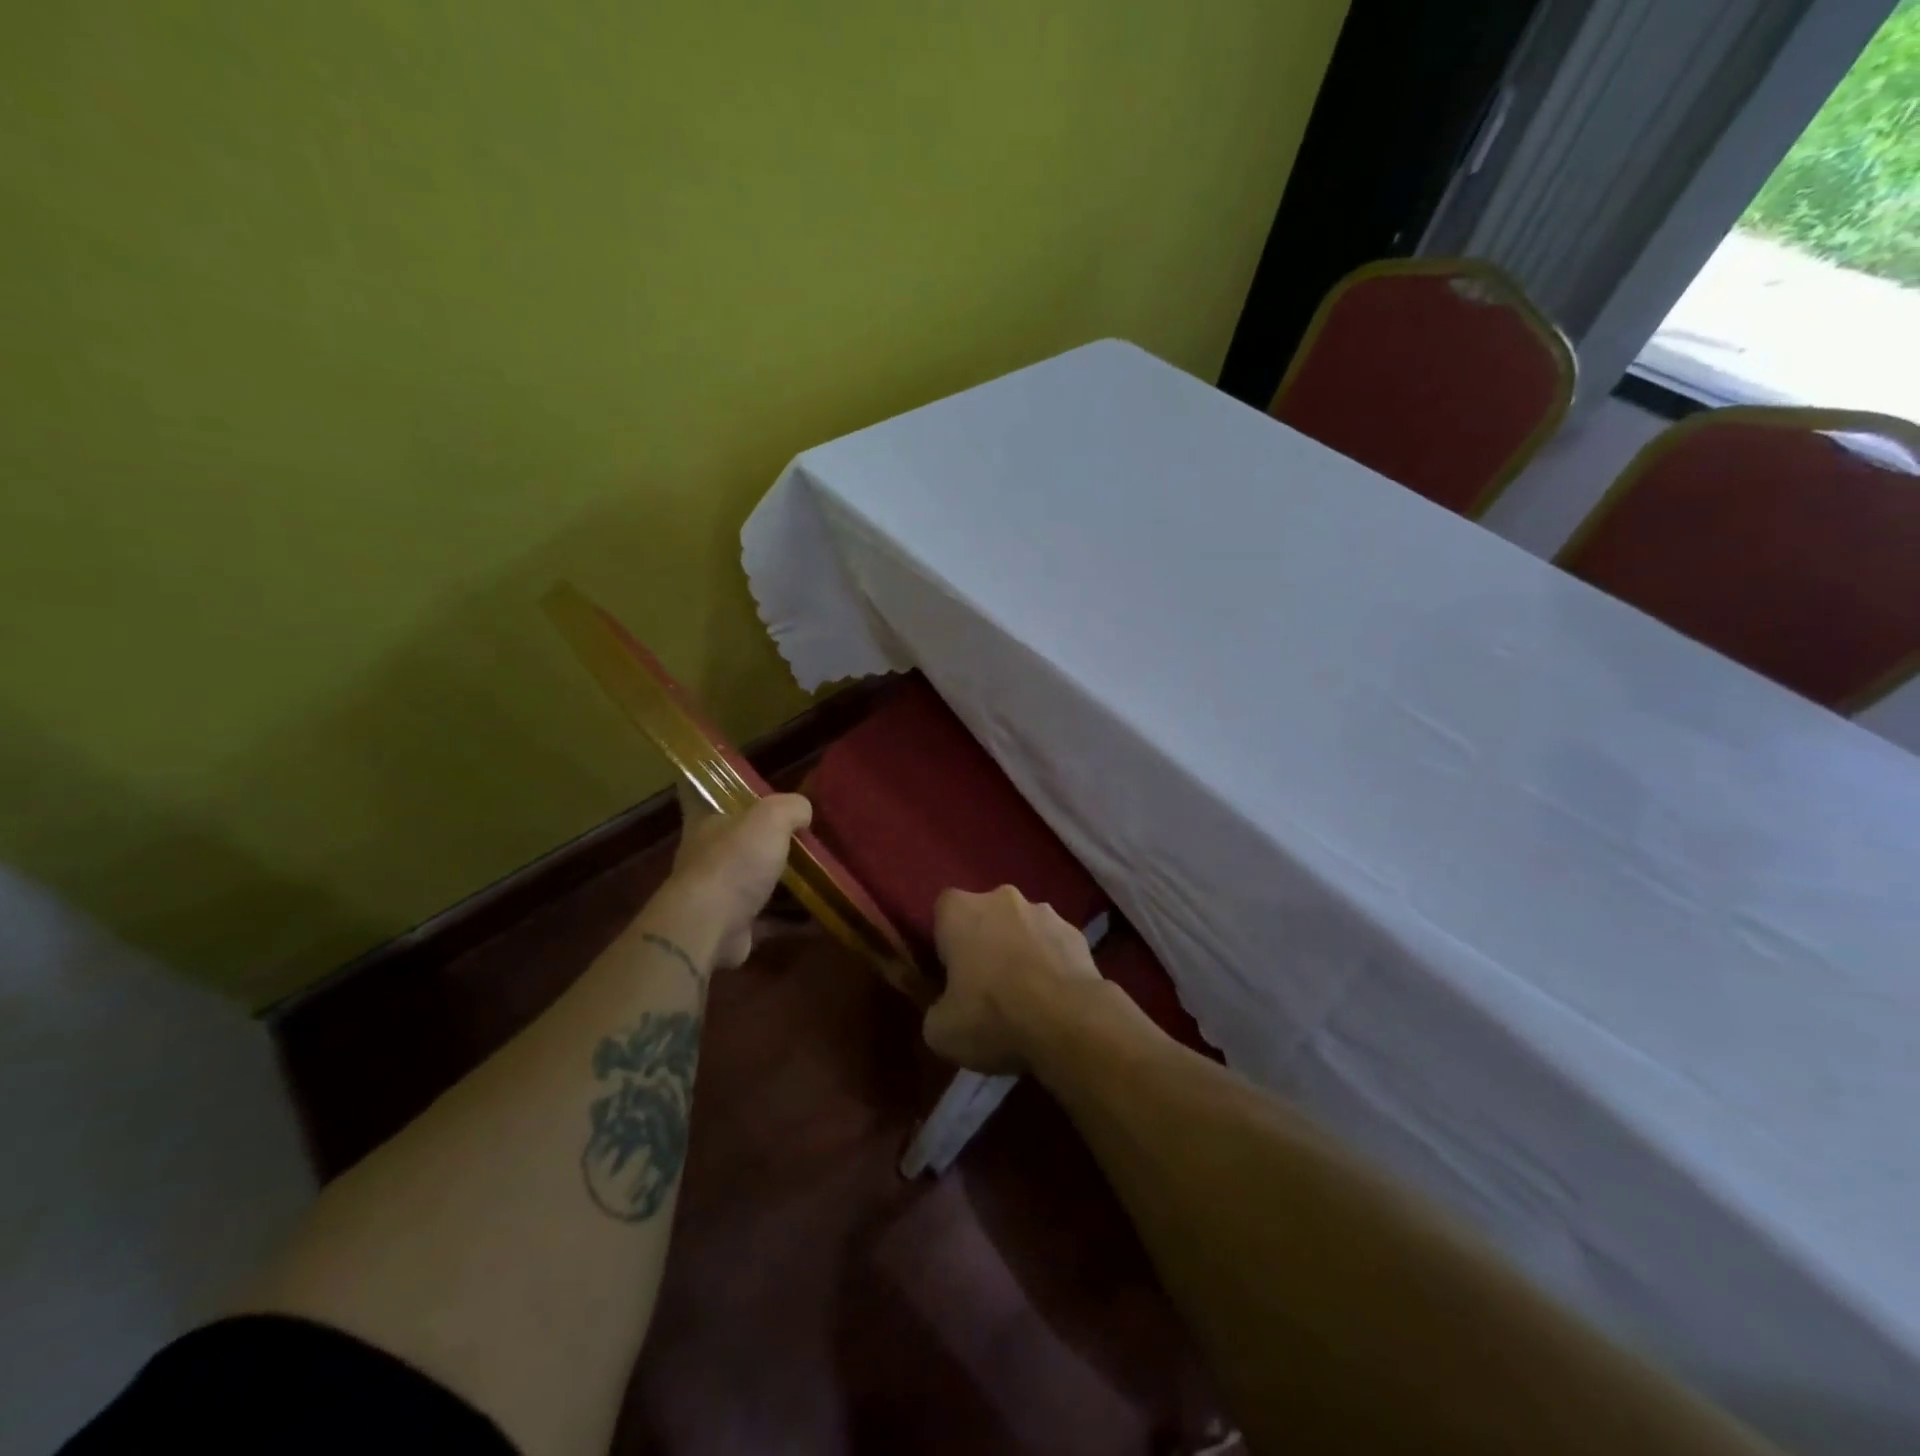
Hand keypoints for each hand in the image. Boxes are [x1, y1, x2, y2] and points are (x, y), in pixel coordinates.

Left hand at [666, 784, 811, 969]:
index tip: (753, 792)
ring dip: (782, 881)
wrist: (710, 927)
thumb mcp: (771, 817)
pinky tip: (816, 914)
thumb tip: (804, 811)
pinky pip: (767, 917)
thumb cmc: (735, 861)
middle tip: (804, 837)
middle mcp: (707, 856)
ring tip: (819, 875)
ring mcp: (717, 893)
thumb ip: (791, 807)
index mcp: (707, 822)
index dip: (726, 790)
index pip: (707, 795)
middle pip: (739, 841)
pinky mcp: (732, 925)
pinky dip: (789, 917)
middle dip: (766, 840)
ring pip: (754, 880)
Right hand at [923, 886, 1101, 1074]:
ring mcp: (1044, 911)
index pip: (943, 913)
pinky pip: (1054, 946)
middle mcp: (1001, 897)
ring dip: (1020, 952)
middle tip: (986, 988)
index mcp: (960, 910)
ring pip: (1022, 929)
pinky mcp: (1077, 933)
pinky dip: (1051, 965)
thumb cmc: (992, 1016)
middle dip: (985, 943)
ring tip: (1026, 997)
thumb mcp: (941, 1031)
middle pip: (985, 916)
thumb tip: (947, 1010)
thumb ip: (937, 1009)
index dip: (945, 943)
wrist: (1069, 1021)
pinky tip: (1054, 1000)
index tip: (951, 976)